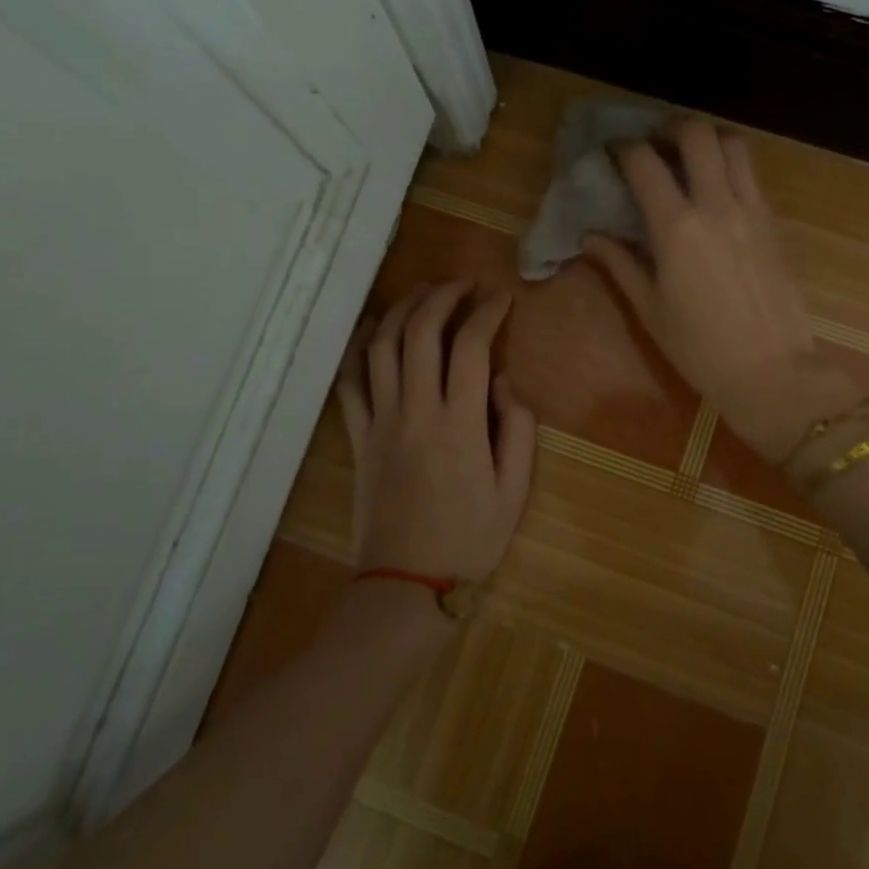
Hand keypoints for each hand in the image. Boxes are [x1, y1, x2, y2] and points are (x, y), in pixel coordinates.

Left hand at [335, 281, 537, 586]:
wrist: (406, 583)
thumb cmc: (470, 539)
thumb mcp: (515, 490)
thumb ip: (519, 429)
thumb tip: (505, 382)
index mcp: (460, 424)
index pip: (471, 347)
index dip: (486, 313)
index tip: (501, 299)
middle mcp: (417, 410)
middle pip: (421, 332)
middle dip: (442, 296)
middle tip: (462, 285)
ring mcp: (381, 421)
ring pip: (382, 347)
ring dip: (401, 309)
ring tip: (422, 293)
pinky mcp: (359, 436)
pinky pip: (350, 381)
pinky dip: (358, 347)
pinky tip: (371, 327)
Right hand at [581, 120, 857, 461]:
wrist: (772, 371)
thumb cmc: (700, 348)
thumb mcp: (650, 309)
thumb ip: (620, 264)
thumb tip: (591, 237)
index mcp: (676, 227)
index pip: (645, 162)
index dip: (624, 148)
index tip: (612, 152)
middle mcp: (716, 205)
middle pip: (697, 134)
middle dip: (671, 128)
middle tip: (656, 146)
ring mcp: (752, 210)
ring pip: (734, 145)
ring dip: (708, 141)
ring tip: (691, 160)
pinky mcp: (775, 222)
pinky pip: (752, 175)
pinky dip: (732, 168)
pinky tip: (718, 192)